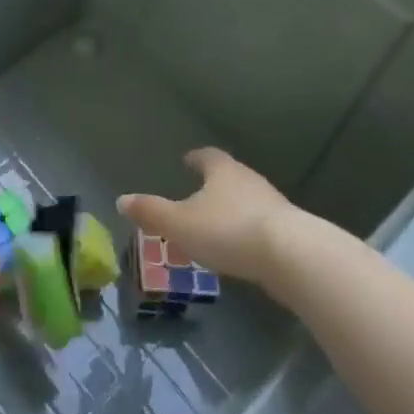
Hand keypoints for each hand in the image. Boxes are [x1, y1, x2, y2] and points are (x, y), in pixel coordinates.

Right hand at [117, 148, 293, 284]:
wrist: (292, 256)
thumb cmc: (229, 231)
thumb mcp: (180, 224)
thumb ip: (151, 212)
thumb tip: (122, 199)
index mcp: (222, 171)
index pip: (207, 156)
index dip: (195, 157)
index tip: (187, 160)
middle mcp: (249, 180)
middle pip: (229, 176)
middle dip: (213, 185)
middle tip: (196, 195)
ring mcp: (273, 205)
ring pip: (246, 201)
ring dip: (231, 210)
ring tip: (215, 225)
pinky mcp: (289, 231)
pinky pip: (260, 225)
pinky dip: (247, 231)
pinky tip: (239, 248)